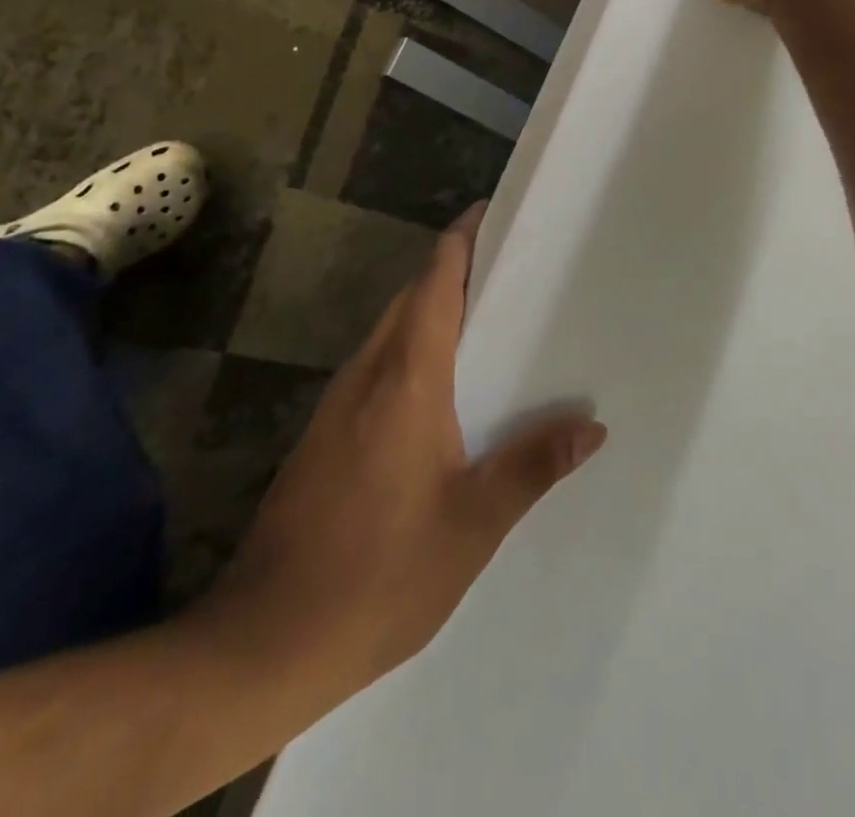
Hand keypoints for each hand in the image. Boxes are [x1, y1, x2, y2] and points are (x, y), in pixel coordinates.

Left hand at [192, 205, 605, 724]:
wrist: (263, 642)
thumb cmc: (378, 575)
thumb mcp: (471, 525)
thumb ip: (532, 467)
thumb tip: (592, 425)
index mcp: (405, 381)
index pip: (434, 285)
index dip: (460, 241)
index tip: (492, 213)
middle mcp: (367, 376)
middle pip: (411, 298)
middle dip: (453, 269)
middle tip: (511, 266)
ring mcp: (338, 405)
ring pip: (391, 330)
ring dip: (432, 309)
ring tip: (488, 318)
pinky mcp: (325, 434)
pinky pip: (378, 365)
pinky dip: (413, 348)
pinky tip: (443, 386)